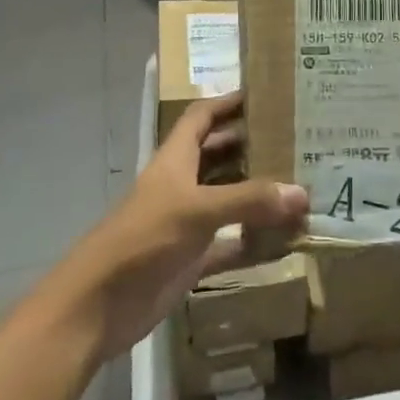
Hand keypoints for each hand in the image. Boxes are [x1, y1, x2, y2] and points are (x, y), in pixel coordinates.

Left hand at [62, 93, 305, 361]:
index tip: (265, 93)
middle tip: (297, 140)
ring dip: (260, 194)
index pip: (202, 117)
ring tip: (303, 184)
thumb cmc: (142, 240)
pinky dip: (256, 241)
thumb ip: (249, 200)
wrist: (97, 307)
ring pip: (230, 200)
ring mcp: (187, 223)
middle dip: (253, 146)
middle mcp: (182, 185)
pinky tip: (288, 240)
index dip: (228, 102)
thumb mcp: (196, 210)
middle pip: (220, 156)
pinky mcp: (192, 259)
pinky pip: (232, 244)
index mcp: (175, 160)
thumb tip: (302, 193)